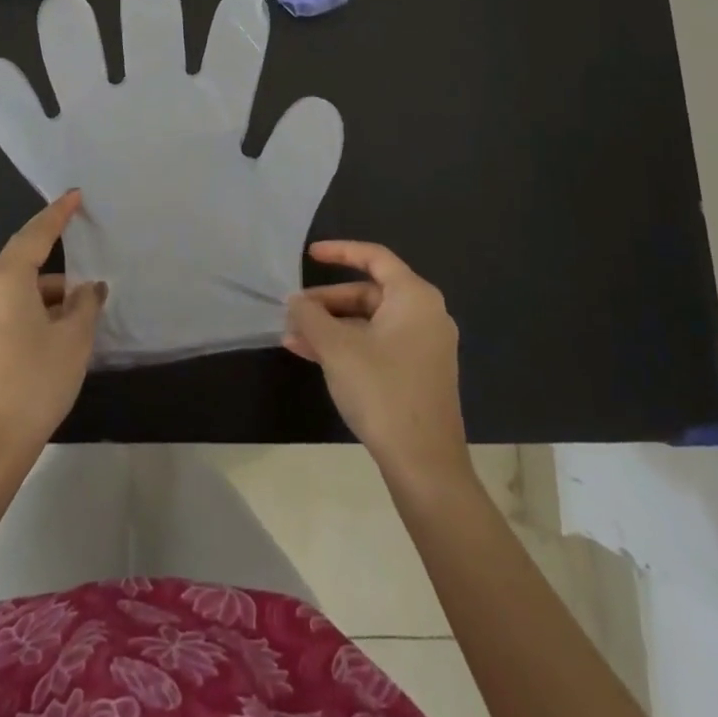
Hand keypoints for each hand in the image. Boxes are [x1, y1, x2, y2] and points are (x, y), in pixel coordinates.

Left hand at [0, 191, 106, 462]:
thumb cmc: (34, 383)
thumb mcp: (73, 339)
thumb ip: (85, 304)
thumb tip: (88, 289)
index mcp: (5, 281)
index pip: (35, 234)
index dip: (57, 213)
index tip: (74, 195)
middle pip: (22, 258)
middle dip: (52, 249)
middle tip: (80, 238)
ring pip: (17, 287)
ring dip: (48, 288)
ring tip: (81, 302)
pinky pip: (9, 308)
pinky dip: (35, 307)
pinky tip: (58, 328)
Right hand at [284, 242, 471, 487]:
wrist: (425, 465)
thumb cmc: (382, 391)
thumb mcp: (337, 349)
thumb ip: (311, 317)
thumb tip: (295, 300)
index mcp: (414, 297)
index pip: (374, 258)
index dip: (340, 251)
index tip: (309, 255)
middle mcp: (425, 314)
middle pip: (369, 292)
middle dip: (327, 301)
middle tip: (294, 311)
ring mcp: (424, 345)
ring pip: (369, 322)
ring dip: (331, 327)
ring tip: (292, 337)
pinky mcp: (417, 373)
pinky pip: (377, 344)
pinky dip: (347, 345)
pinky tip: (312, 355)